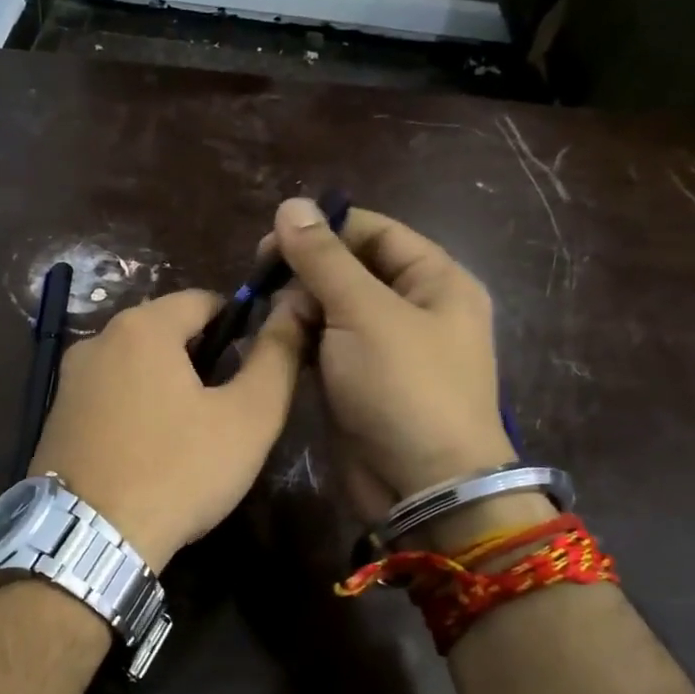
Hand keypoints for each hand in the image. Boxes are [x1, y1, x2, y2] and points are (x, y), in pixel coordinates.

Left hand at [30, 289, 305, 567]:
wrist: (89, 538)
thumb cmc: (178, 471)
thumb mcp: (248, 418)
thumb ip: (276, 358)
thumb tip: (292, 311)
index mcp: (142, 327)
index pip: (202, 300)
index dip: (238, 324)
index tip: (256, 363)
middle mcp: (97, 340)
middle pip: (165, 331)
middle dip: (201, 358)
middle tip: (227, 407)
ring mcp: (69, 379)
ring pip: (135, 365)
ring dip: (167, 384)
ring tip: (191, 433)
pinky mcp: (56, 416)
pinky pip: (109, 394)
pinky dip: (135, 407)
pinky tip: (150, 449)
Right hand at [270, 197, 513, 515]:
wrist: (423, 488)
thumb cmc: (404, 388)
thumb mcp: (364, 313)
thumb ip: (324, 259)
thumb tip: (291, 205)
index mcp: (435, 281)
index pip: (375, 232)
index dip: (324, 229)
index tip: (270, 239)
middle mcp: (414, 309)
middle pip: (351, 269)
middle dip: (305, 273)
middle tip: (259, 282)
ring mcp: (386, 349)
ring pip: (332, 309)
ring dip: (298, 308)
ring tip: (266, 318)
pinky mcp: (360, 382)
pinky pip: (326, 346)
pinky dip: (300, 340)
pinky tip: (273, 341)